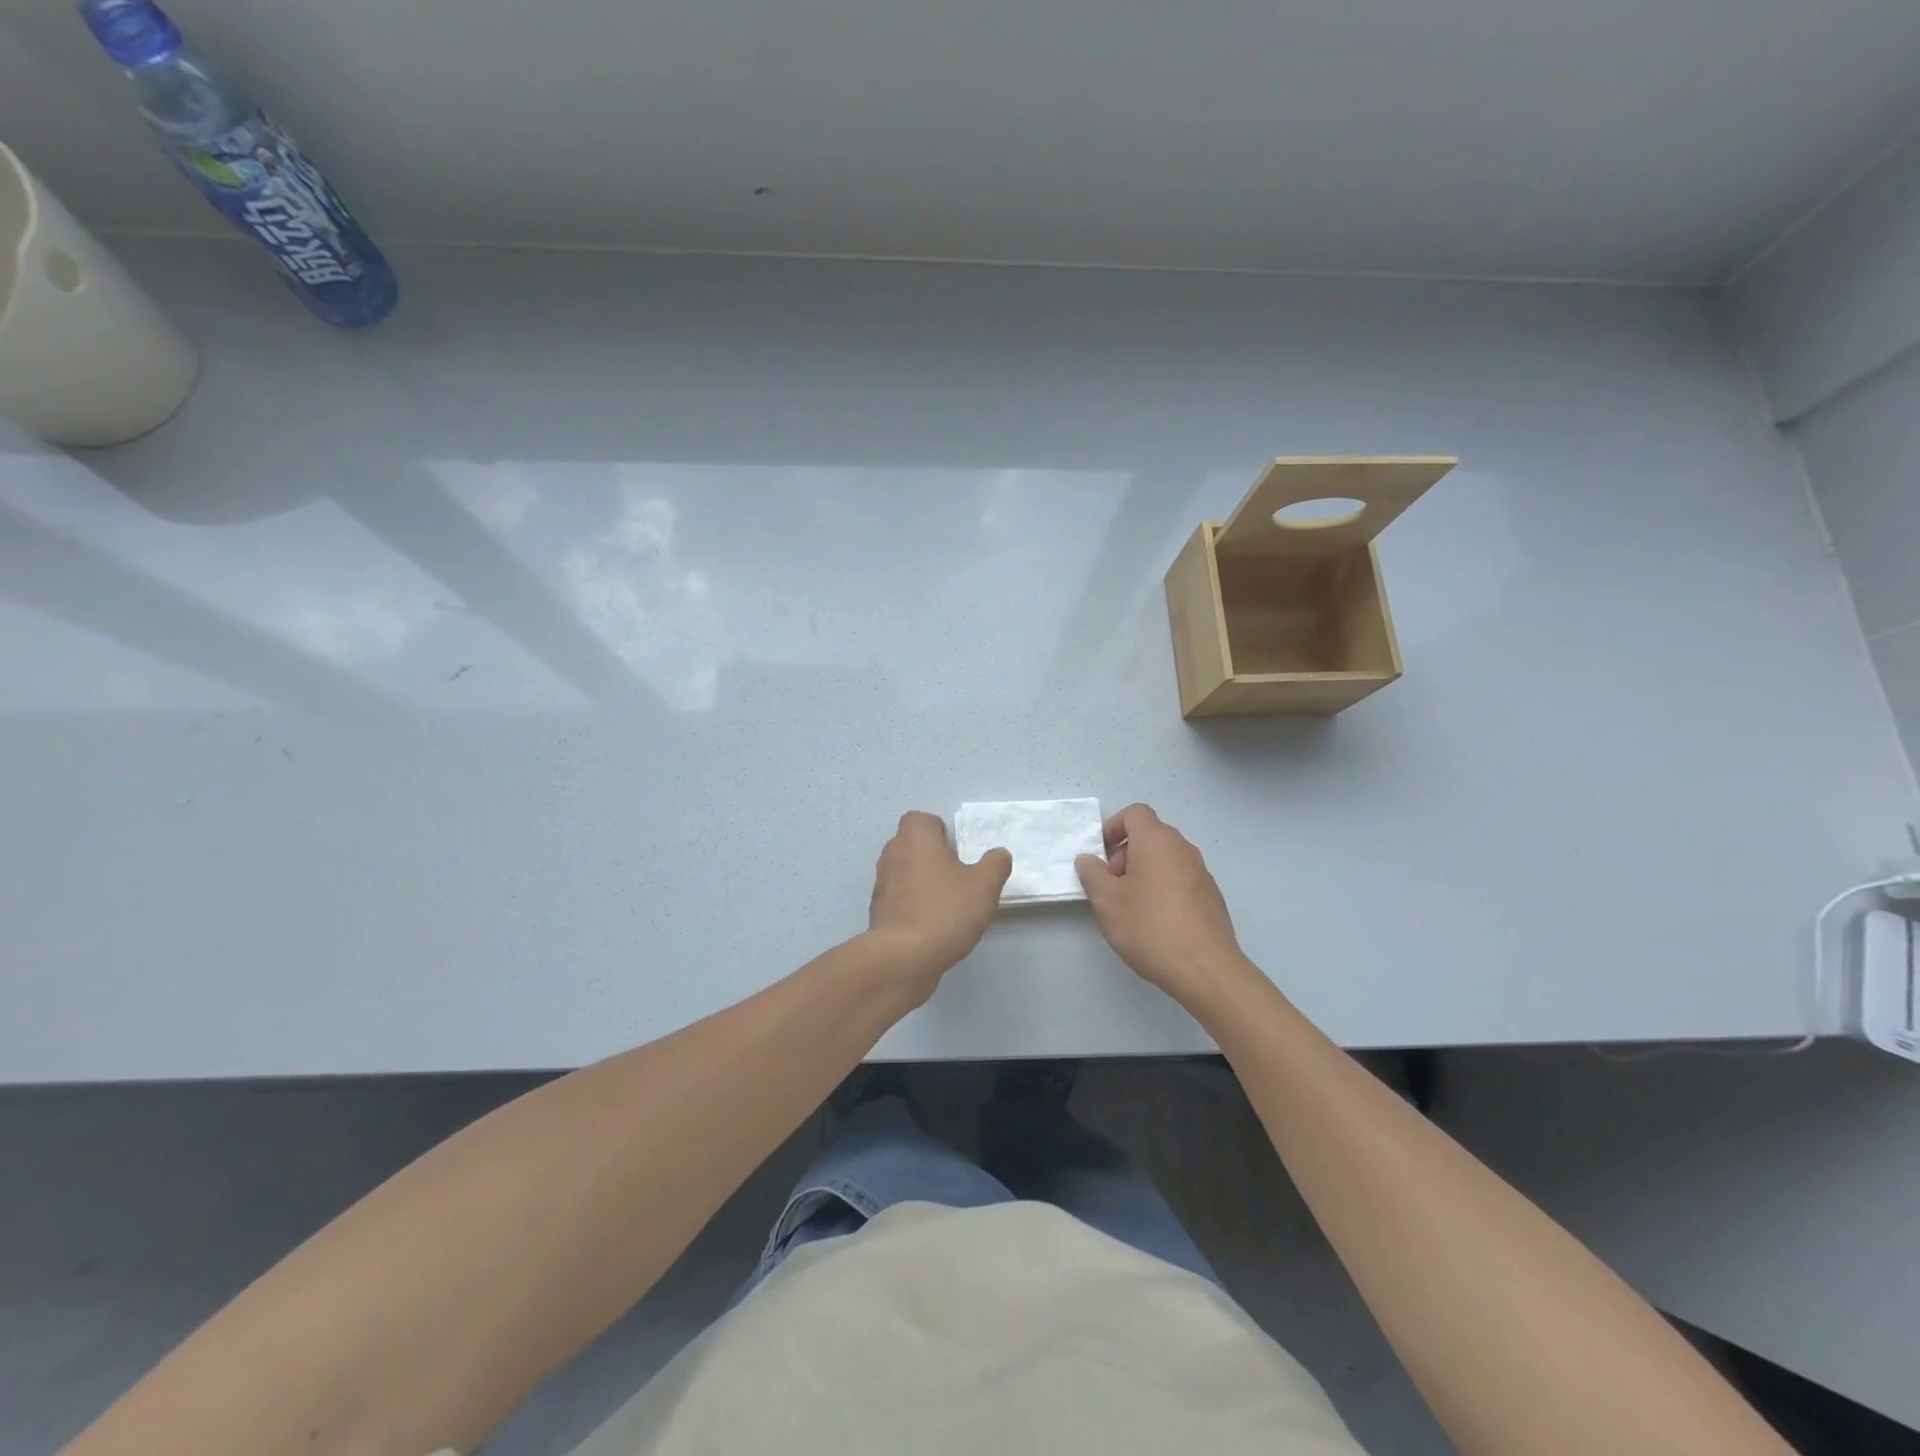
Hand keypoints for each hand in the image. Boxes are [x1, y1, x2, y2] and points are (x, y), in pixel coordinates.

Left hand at [868, 811, 1011, 993]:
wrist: (904, 957)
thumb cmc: (945, 911)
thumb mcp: (984, 886)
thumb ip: (995, 864)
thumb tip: (999, 854)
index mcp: (915, 839)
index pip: (920, 819)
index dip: (939, 830)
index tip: (956, 850)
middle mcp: (893, 854)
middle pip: (911, 844)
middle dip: (932, 855)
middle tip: (956, 875)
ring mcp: (881, 884)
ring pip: (904, 871)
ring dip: (922, 880)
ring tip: (947, 902)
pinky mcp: (878, 911)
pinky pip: (898, 898)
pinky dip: (912, 904)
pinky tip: (932, 924)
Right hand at [1076, 804, 1245, 1004]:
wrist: (1205, 968)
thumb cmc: (1149, 927)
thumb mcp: (1106, 901)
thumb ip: (1092, 874)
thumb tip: (1088, 859)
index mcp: (1157, 840)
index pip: (1135, 813)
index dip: (1113, 827)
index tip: (1101, 855)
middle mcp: (1182, 848)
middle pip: (1150, 835)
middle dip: (1125, 854)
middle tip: (1112, 886)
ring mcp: (1201, 872)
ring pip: (1165, 859)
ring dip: (1143, 872)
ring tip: (1131, 907)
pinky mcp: (1211, 896)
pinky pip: (1180, 879)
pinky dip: (1163, 888)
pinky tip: (1156, 922)